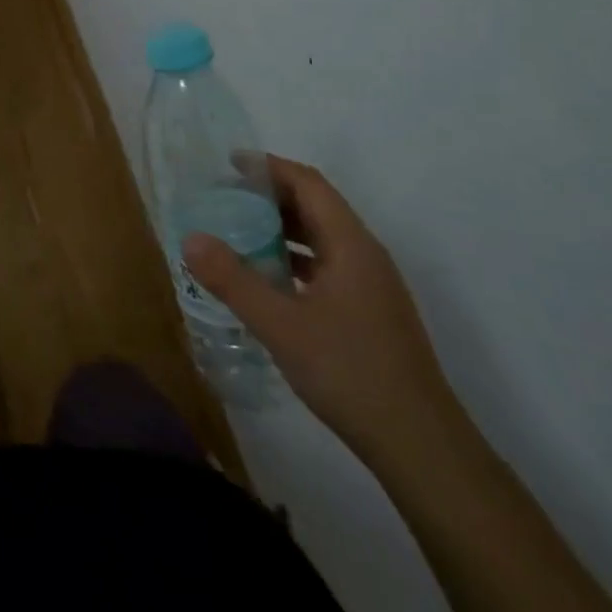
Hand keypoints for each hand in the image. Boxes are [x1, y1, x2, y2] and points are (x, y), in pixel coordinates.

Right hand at [183, 155, 466, 467]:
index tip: (229, 163)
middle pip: (316, 206)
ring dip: (280, 228)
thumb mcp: (281, 325)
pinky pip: (325, 266)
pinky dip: (293, 258)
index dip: (270, 167)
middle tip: (222, 196)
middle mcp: (365, 256)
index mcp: (351, 246)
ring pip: (321, 238)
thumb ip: (233, 279)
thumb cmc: (351, 373)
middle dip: (270, 195)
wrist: (422, 448)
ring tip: (236, 230)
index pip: (309, 185)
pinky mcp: (369, 313)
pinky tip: (266, 278)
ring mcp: (371, 287)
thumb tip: (190, 238)